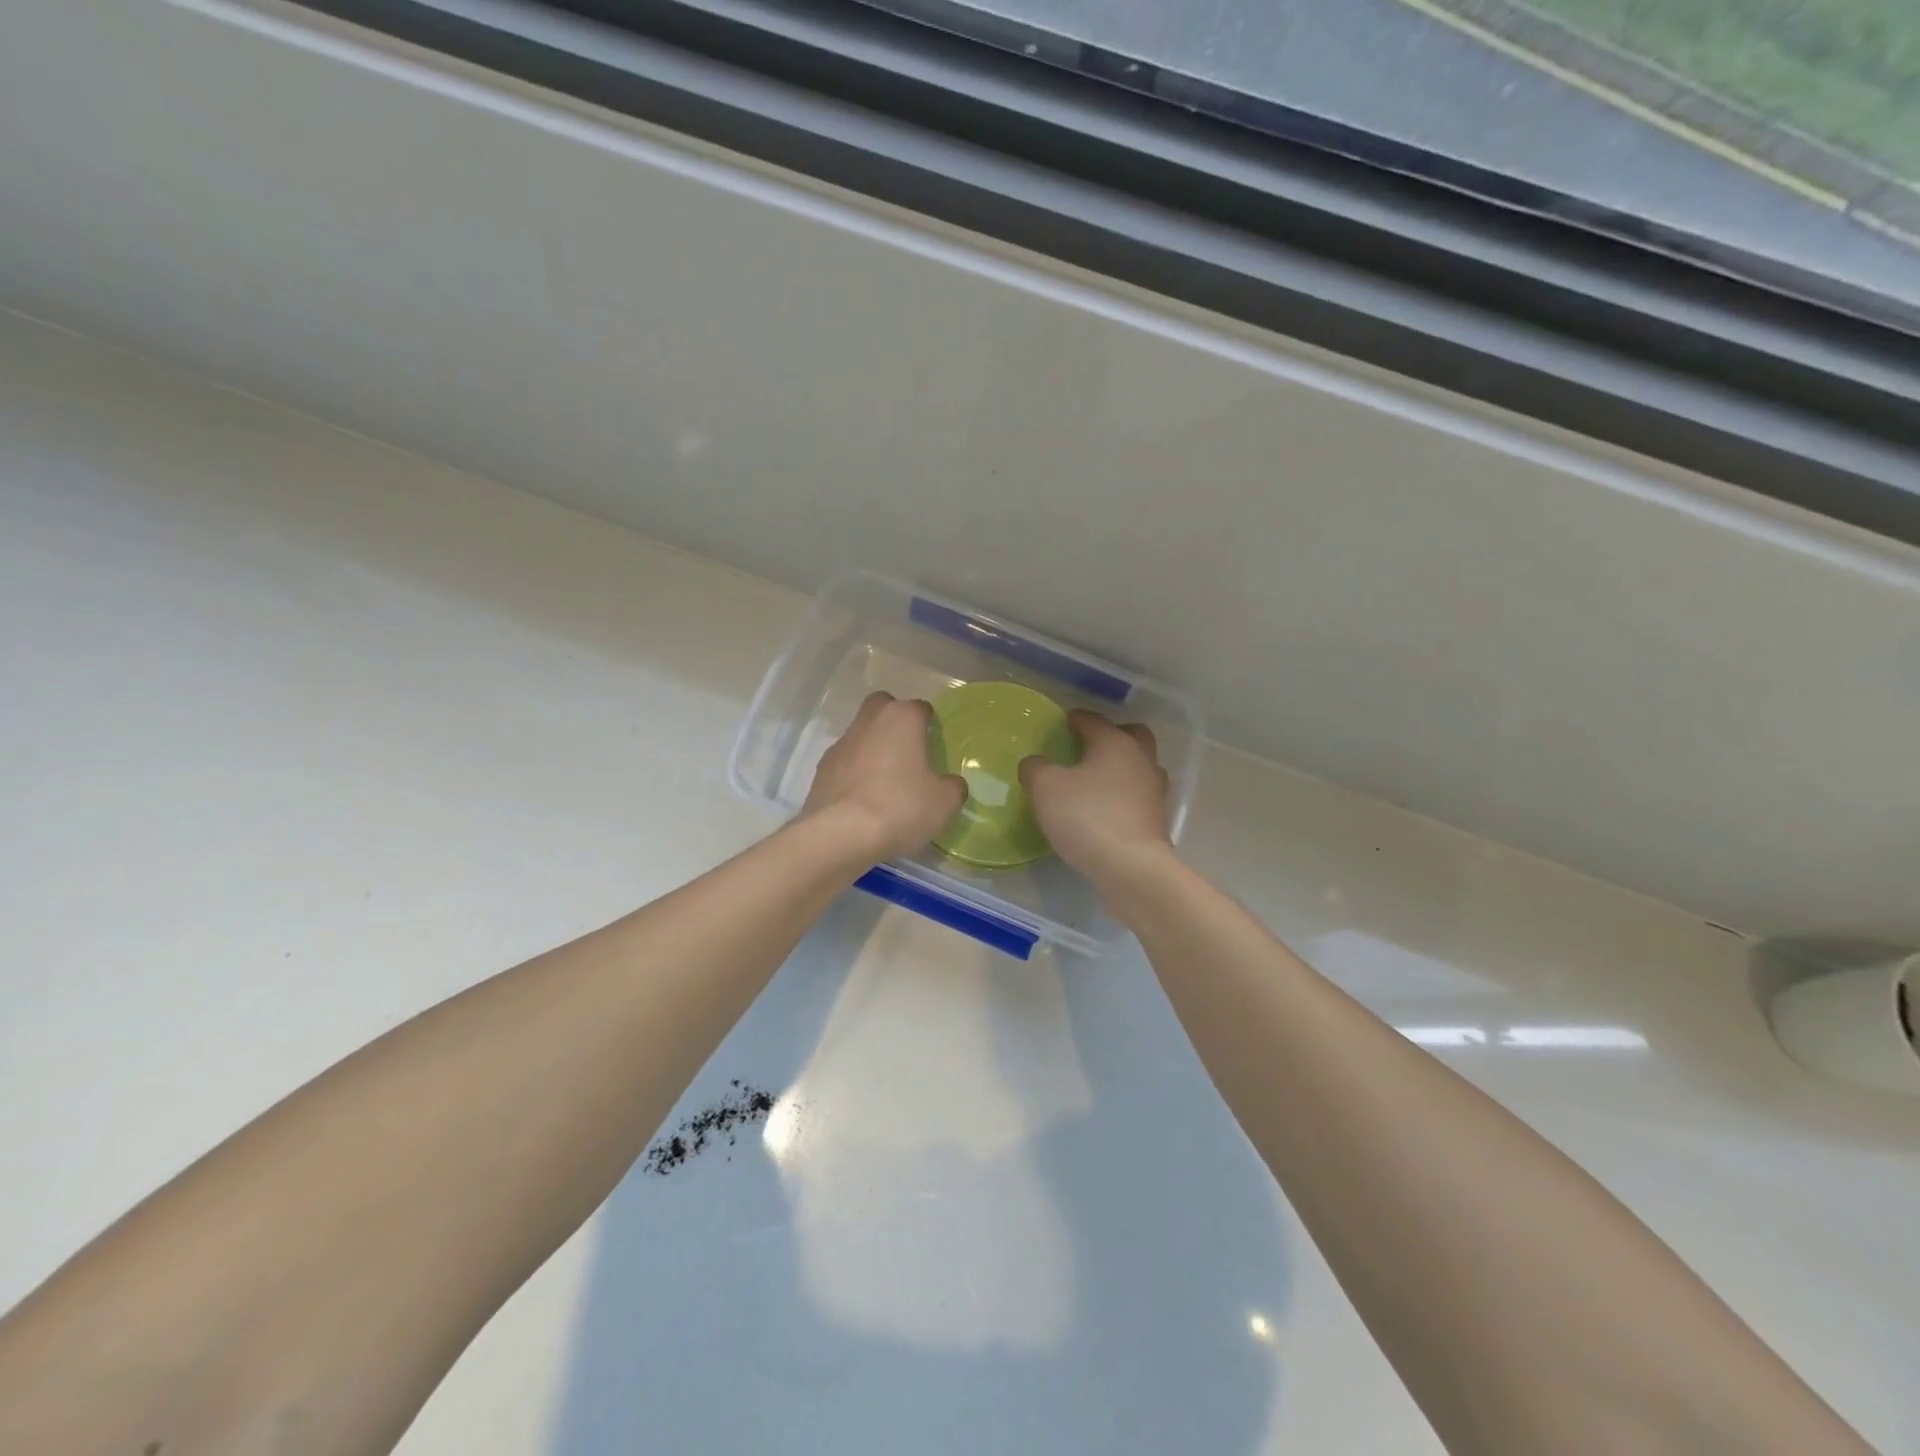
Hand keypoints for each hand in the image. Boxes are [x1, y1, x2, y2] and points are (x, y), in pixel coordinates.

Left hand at [802, 691, 967, 860]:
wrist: (841, 835)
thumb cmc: (901, 807)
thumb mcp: (944, 803)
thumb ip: (952, 787)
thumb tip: (951, 784)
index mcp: (901, 719)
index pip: (920, 708)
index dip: (929, 723)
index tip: (935, 743)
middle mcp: (868, 722)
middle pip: (883, 707)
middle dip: (894, 721)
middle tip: (908, 750)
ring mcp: (841, 744)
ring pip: (861, 734)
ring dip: (873, 748)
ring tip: (886, 781)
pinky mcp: (821, 769)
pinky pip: (845, 762)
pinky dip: (855, 772)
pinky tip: (864, 798)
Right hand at [1020, 710, 1172, 886]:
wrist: (1132, 868)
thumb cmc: (1087, 817)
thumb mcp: (1045, 788)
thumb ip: (1036, 769)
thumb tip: (1036, 763)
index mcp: (1115, 743)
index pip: (1094, 720)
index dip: (1077, 719)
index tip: (1064, 722)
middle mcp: (1141, 760)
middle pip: (1132, 736)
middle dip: (1112, 735)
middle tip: (1090, 746)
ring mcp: (1154, 791)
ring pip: (1140, 767)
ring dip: (1122, 768)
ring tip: (1097, 780)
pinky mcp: (1157, 820)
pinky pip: (1139, 797)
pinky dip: (1124, 796)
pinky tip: (1106, 809)